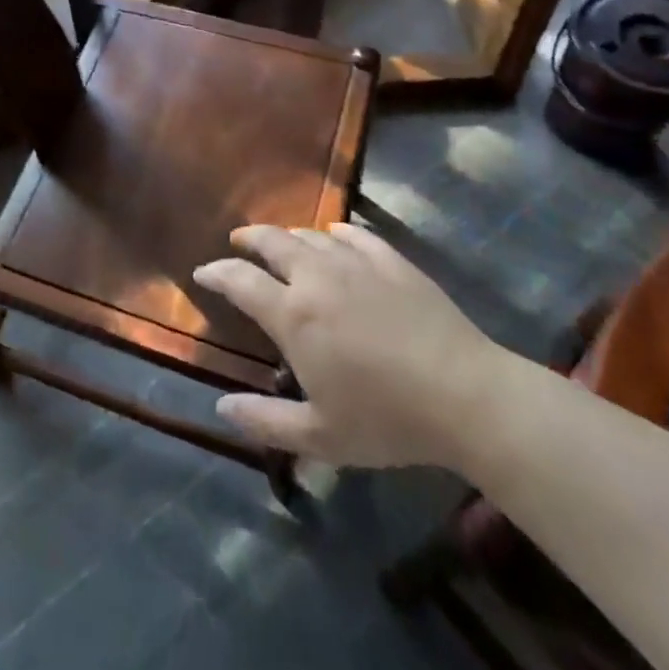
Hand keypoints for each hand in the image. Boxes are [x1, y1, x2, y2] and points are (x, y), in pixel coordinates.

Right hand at [194, 223, 503, 471]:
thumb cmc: (387, 418)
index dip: (216, 273)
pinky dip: (336, 233)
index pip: (240, 281)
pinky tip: (336, 236)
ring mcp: (357, 264)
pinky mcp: (393, 261)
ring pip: (311, 235)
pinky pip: (355, 235)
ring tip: (283, 244)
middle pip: (272, 242)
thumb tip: (220, 409)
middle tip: (238, 242)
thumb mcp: (320, 436)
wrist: (466, 395)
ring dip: (289, 236)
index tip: (203, 273)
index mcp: (294, 315)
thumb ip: (265, 421)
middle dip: (249, 239)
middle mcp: (317, 277)